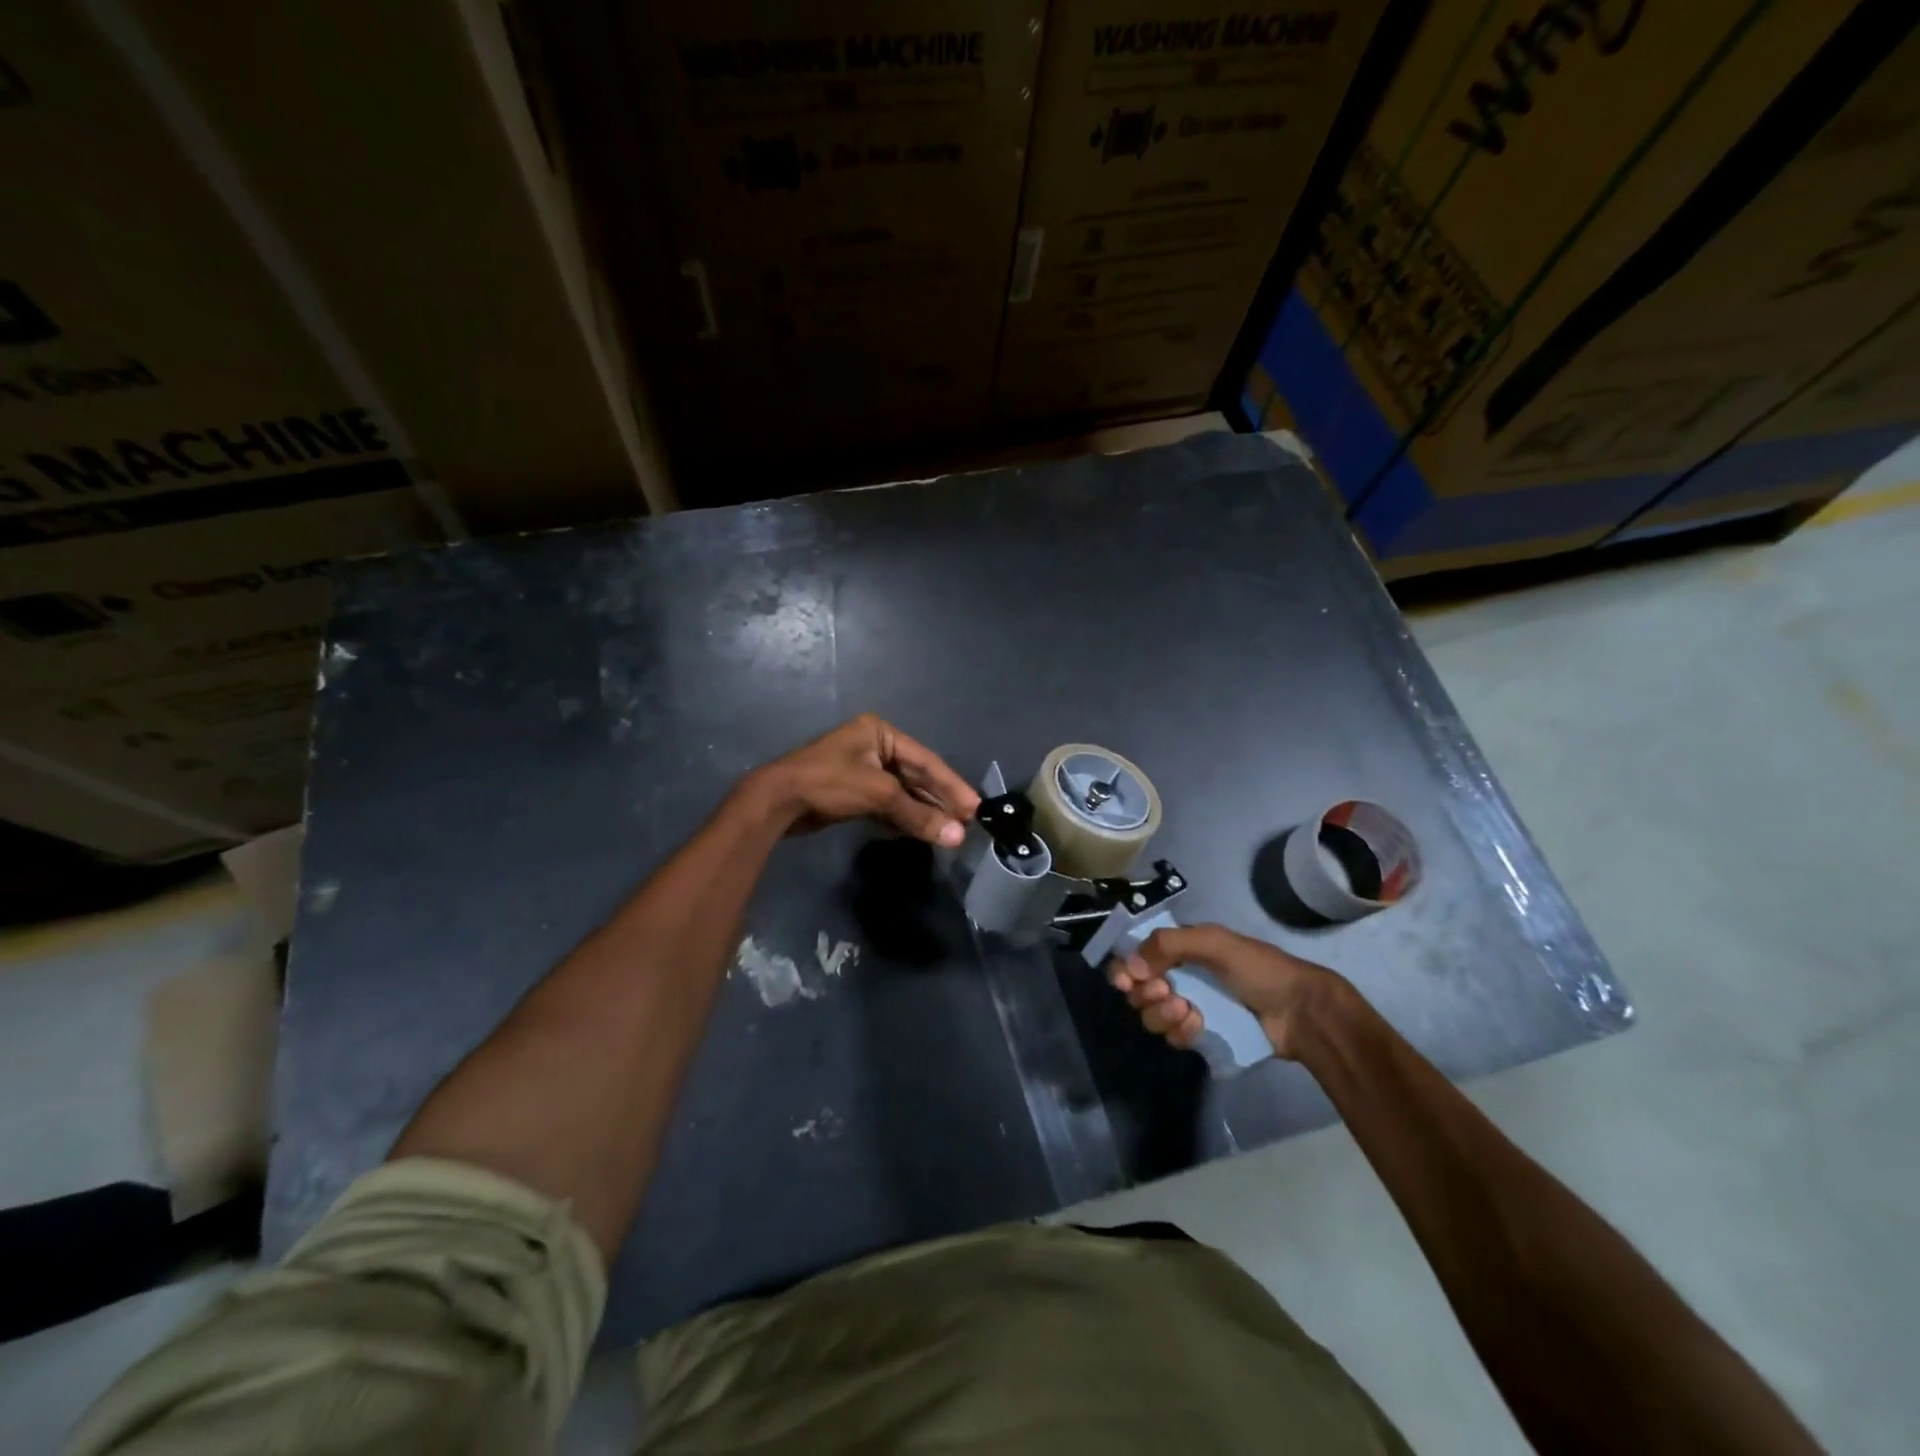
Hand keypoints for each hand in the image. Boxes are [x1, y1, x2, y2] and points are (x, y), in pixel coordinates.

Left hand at [750, 714, 980, 847]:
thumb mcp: (878, 794)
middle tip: (968, 822)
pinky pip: (887, 803)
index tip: (976, 807)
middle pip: (916, 775)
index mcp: (880, 732)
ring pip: (902, 791)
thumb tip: (957, 837)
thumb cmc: (829, 783)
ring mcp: (862, 769)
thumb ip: (919, 815)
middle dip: (940, 800)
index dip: (952, 785)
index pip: (926, 760)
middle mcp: (873, 746)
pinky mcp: (852, 792)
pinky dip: (904, 816)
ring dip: (924, 811)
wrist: (776, 801)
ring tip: (951, 831)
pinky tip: (923, 830)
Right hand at [1108, 923, 1347, 1060]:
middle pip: (1137, 990)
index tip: (1126, 982)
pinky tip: (1199, 1026)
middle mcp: (1179, 976)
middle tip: (1167, 992)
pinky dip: (1180, 1032)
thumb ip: (1169, 945)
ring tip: (1188, 1012)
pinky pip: (1173, 1037)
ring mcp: (1189, 1007)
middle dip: (1145, 994)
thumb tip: (1130, 967)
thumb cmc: (1258, 969)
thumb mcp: (1214, 943)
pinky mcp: (1201, 1035)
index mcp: (1180, 949)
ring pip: (1152, 1016)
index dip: (1123, 970)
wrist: (1300, 1012)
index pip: (1135, 957)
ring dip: (1162, 1014)